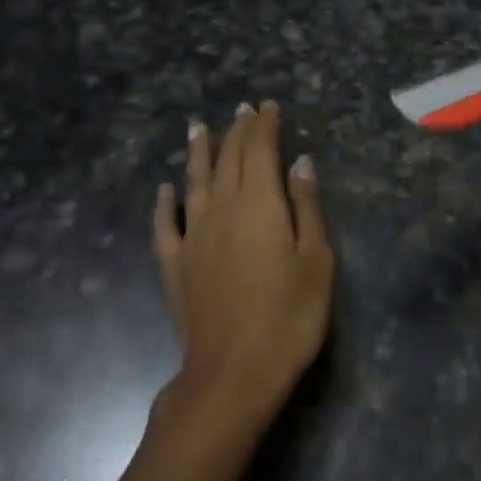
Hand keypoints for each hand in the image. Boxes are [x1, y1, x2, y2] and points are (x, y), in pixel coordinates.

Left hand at [153, 101, 333, 424]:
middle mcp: (223, 208)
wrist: (233, 375)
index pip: (260, 149)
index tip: (267, 105)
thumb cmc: (288, 318)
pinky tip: (164, 190)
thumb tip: (300, 162)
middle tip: (241, 109)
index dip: (264, 124)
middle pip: (228, 159)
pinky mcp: (176, 266)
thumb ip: (307, 206)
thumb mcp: (316, 261)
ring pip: (194, 181)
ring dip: (198, 151)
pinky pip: (165, 225)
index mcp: (260, 203)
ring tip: (197, 127)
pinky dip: (164, 204)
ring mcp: (194, 236)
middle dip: (236, 130)